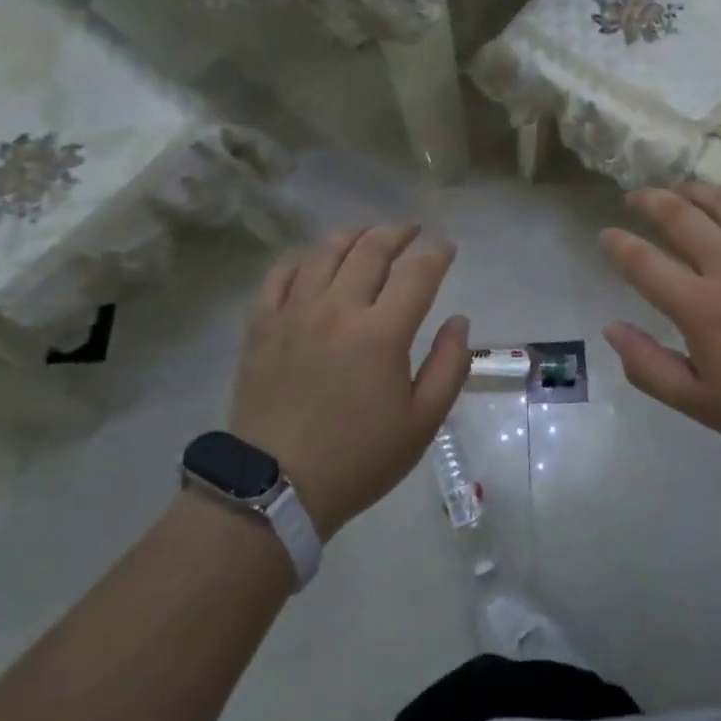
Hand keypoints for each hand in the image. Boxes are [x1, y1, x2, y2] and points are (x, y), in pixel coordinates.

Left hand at [229, 226, 470, 539]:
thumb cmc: (358, 458)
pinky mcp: (261, 326)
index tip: (447, 247)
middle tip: (412, 231)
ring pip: (324, 252)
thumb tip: (459, 320)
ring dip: (353, 235)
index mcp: (382, 333)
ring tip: (368, 234)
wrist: (274, 490)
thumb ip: (450, 366)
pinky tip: (314, 262)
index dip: (437, 253)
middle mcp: (338, 309)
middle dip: (397, 232)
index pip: (417, 273)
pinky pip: (279, 274)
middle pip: (371, 249)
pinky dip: (302, 259)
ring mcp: (294, 313)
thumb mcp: (423, 423)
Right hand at [601, 185, 720, 467]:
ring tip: (678, 190)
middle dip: (648, 200)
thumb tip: (611, 328)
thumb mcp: (703, 405)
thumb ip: (649, 367)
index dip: (618, 244)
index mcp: (701, 307)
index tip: (606, 235)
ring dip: (693, 190)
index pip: (643, 262)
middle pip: (679, 215)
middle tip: (634, 198)